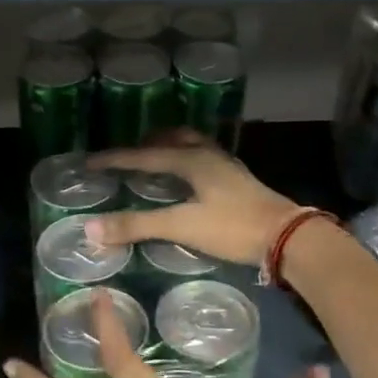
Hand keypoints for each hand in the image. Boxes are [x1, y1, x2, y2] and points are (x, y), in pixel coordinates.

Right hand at [86, 133, 302, 268]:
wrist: (287, 237)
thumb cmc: (233, 227)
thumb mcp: (182, 226)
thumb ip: (138, 226)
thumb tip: (91, 229)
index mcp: (192, 160)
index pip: (144, 155)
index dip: (115, 159)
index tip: (89, 162)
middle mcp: (209, 156)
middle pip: (173, 141)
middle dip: (148, 145)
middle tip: (127, 156)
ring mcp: (227, 168)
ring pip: (193, 149)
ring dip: (171, 152)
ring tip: (155, 163)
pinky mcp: (239, 183)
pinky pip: (205, 164)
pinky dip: (188, 166)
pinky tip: (189, 184)